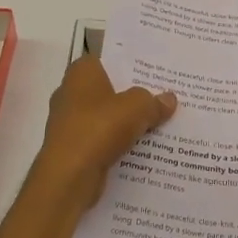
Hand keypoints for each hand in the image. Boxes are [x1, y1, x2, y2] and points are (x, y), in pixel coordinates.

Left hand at [27, 55, 175, 212]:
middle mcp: (70, 93)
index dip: (132, 65)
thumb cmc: (99, 128)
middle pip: (110, 89)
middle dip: (133, 95)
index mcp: (81, 72)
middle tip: (164, 97)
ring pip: (107, 116)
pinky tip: (143, 147)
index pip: (109, 60)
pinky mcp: (73, 148)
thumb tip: (169, 99)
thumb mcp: (138, 107)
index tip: (155, 72)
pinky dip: (119, 143)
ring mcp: (69, 122)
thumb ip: (154, 101)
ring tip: (160, 122)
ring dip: (127, 122)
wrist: (69, 177)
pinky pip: (103, 139)